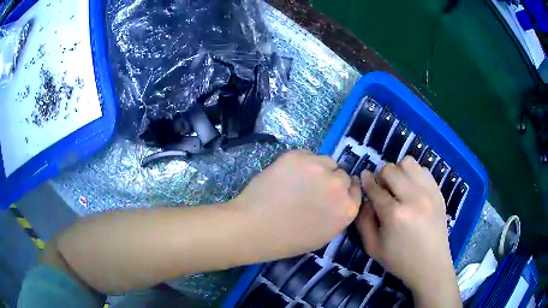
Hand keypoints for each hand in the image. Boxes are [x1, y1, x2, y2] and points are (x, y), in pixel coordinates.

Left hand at [233, 150, 361, 259]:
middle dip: (331, 180)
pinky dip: (300, 163)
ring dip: (317, 169)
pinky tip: (286, 175)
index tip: (335, 191)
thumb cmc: (288, 240)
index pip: (356, 189)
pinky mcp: (297, 156)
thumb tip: (339, 198)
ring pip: (325, 161)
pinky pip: (306, 155)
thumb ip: (338, 214)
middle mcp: (338, 185)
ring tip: (298, 181)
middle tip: (313, 188)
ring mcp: (318, 167)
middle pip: (342, 174)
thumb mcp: (324, 235)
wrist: (255, 228)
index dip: (345, 190)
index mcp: (347, 208)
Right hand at [356, 156, 459, 306]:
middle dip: (381, 176)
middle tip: (382, 189)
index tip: (363, 178)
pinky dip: (414, 174)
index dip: (366, 181)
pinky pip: (423, 169)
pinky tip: (413, 189)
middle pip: (391, 169)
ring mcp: (429, 192)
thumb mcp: (372, 248)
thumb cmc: (400, 260)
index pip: (375, 188)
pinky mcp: (438, 192)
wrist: (431, 265)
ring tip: (398, 187)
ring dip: (399, 171)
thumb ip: (363, 221)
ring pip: (408, 162)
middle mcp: (413, 198)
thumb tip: (364, 199)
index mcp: (394, 215)